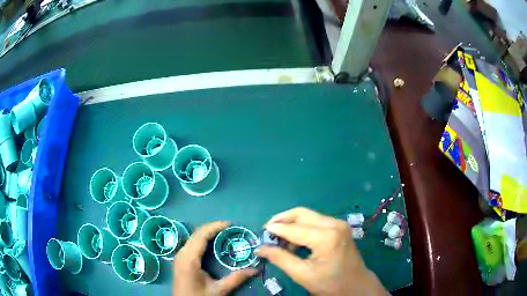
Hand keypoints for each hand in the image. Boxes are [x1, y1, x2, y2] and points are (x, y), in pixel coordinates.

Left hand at [173, 222, 257, 295]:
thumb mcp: (218, 290)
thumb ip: (236, 279)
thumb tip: (255, 270)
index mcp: (189, 259)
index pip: (201, 235)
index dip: (215, 227)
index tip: (230, 224)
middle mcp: (182, 253)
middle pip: (196, 234)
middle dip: (212, 228)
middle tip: (229, 229)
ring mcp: (179, 256)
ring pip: (193, 238)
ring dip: (207, 233)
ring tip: (223, 234)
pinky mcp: (180, 260)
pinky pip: (191, 244)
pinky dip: (202, 240)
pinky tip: (211, 244)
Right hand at [256, 208, 386, 295]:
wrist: (356, 285)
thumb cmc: (330, 283)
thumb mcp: (302, 274)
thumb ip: (280, 258)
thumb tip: (260, 248)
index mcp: (326, 237)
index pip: (294, 228)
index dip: (275, 229)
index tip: (261, 232)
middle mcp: (334, 224)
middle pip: (301, 213)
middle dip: (282, 220)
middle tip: (268, 231)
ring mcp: (338, 223)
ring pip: (308, 215)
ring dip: (291, 224)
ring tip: (280, 240)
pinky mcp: (339, 227)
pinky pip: (315, 221)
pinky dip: (302, 228)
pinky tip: (294, 241)